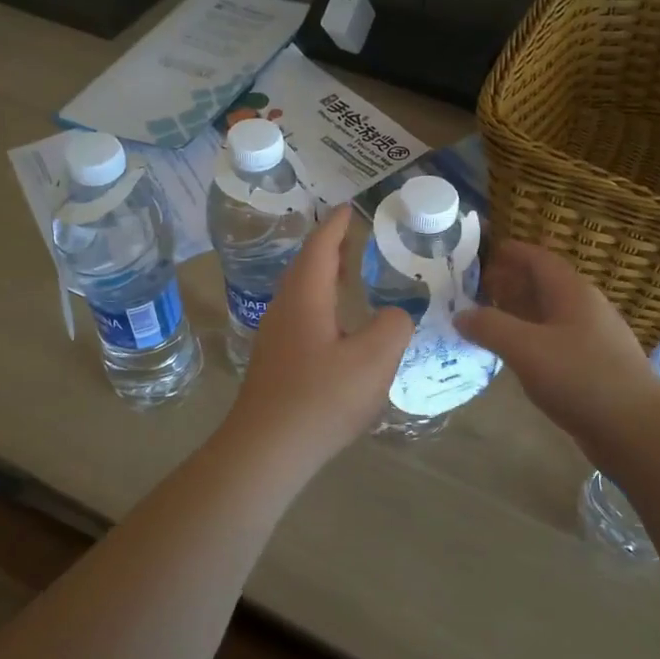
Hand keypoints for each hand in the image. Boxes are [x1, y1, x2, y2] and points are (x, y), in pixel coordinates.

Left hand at [222, 210, 412, 472]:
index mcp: (306, 297)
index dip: (336, 226)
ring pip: (300, 293)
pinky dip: (320, 305)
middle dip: (328, 249)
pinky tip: (336, 326)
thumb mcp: (374, 360)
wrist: (266, 450)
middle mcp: (284, 309)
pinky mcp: (274, 363)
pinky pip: (300, 317)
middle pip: (305, 267)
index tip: (348, 208)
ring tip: (348, 275)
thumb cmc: (321, 398)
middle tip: (352, 238)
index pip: (320, 248)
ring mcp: (275, 337)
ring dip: (323, 278)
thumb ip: (393, 326)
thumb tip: (393, 315)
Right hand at [455, 240, 659, 443]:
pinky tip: (516, 354)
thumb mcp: (526, 349)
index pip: (539, 259)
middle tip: (477, 287)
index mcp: (573, 292)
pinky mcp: (595, 366)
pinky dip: (531, 337)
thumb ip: (490, 327)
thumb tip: (461, 314)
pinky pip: (556, 340)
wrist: (637, 430)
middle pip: (545, 284)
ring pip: (550, 314)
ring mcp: (593, 338)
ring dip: (520, 311)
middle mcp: (586, 308)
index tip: (482, 252)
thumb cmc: (581, 378)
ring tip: (488, 318)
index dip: (511, 252)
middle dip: (511, 281)